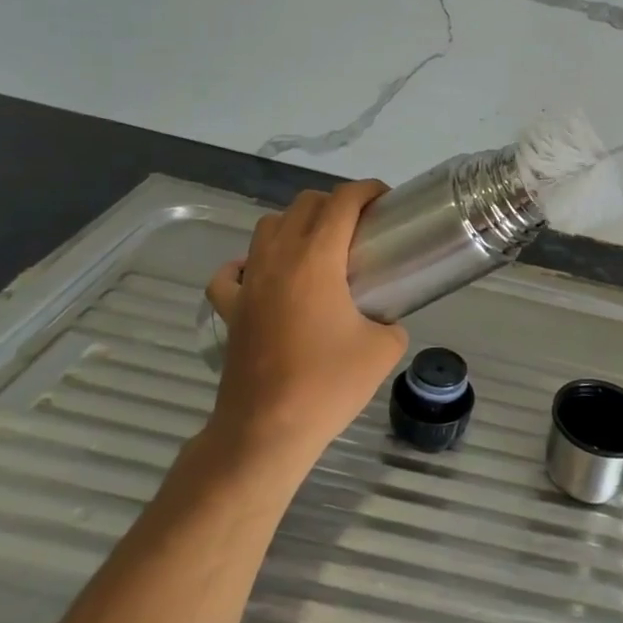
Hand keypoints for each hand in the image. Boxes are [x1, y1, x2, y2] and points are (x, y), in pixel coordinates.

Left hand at [203, 181, 406, 473]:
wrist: (267, 431)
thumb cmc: (328, 385)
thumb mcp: (384, 350)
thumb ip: (392, 323)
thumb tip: (386, 320)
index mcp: (317, 258)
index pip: (342, 201)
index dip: (367, 190)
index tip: (385, 200)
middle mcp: (279, 259)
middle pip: (304, 204)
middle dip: (336, 203)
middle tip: (360, 226)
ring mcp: (248, 283)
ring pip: (267, 227)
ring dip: (295, 224)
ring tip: (317, 247)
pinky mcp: (230, 310)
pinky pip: (230, 272)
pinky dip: (248, 264)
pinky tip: (264, 277)